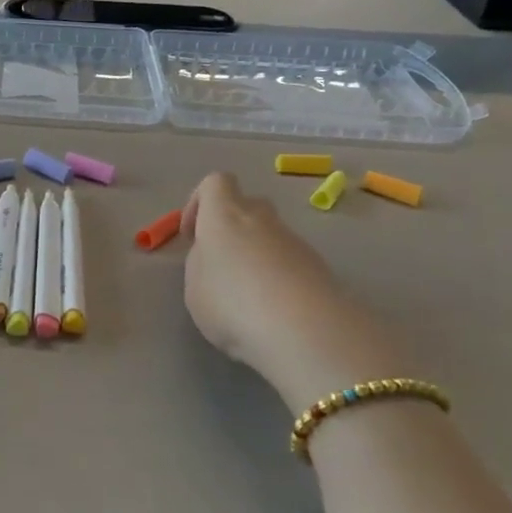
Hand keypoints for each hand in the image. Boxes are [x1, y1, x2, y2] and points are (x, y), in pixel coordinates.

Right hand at [182, 172, 404, 407]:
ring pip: (270, 237)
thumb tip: (215, 256)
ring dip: (255, 257)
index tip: (191, 235)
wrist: (305, 330)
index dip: (199, 202)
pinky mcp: (319, 268)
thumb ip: (201, 263)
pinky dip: (278, 279)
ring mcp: (295, 242)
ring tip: (245, 298)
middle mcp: (262, 220)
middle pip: (247, 206)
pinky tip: (270, 312)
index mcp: (225, 215)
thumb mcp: (195, 287)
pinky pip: (290, 263)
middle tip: (220, 264)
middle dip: (231, 229)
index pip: (215, 183)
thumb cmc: (232, 303)